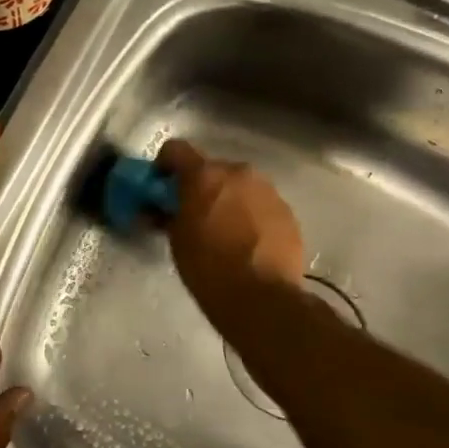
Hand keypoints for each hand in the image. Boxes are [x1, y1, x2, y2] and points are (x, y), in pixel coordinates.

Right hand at [157, 139, 305, 320]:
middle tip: (193, 214)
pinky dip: (250, 215)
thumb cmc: (208, 268)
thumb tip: (162, 210)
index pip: (175, 149)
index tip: (161, 187)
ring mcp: (268, 190)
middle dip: (200, 186)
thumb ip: (169, 215)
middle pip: (212, 168)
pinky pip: (261, 204)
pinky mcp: (288, 212)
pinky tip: (247, 243)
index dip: (164, 165)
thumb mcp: (177, 241)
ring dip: (228, 199)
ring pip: (240, 186)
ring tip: (224, 231)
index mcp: (205, 175)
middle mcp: (239, 172)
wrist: (261, 298)